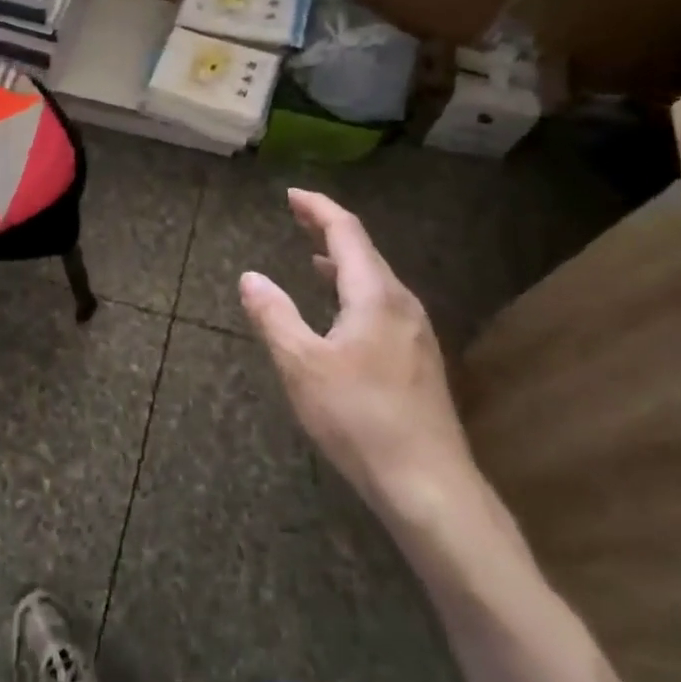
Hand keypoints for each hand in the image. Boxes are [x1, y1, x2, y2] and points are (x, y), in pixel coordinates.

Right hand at [239, 189, 479, 523]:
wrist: (430, 486)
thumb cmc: (360, 418)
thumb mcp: (302, 365)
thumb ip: (274, 316)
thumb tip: (250, 277)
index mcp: (375, 294)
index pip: (346, 231)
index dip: (318, 208)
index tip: (291, 195)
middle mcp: (401, 303)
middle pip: (364, 250)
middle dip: (329, 229)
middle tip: (297, 216)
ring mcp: (416, 332)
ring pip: (376, 280)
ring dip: (343, 262)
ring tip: (313, 258)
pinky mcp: (419, 360)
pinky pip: (383, 305)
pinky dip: (355, 290)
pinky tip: (343, 313)